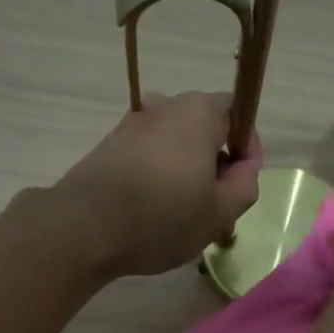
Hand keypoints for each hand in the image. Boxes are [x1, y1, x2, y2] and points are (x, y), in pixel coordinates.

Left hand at [53, 92, 261, 276]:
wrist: (86, 227)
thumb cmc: (164, 217)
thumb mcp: (220, 212)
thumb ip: (245, 185)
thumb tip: (244, 166)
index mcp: (198, 112)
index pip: (237, 113)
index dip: (247, 148)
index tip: (242, 183)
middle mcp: (164, 106)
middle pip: (204, 129)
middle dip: (216, 163)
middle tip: (217, 206)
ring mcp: (132, 124)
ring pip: (175, 145)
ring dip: (186, 172)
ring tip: (184, 215)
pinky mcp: (109, 146)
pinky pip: (148, 157)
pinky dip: (159, 178)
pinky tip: (154, 212)